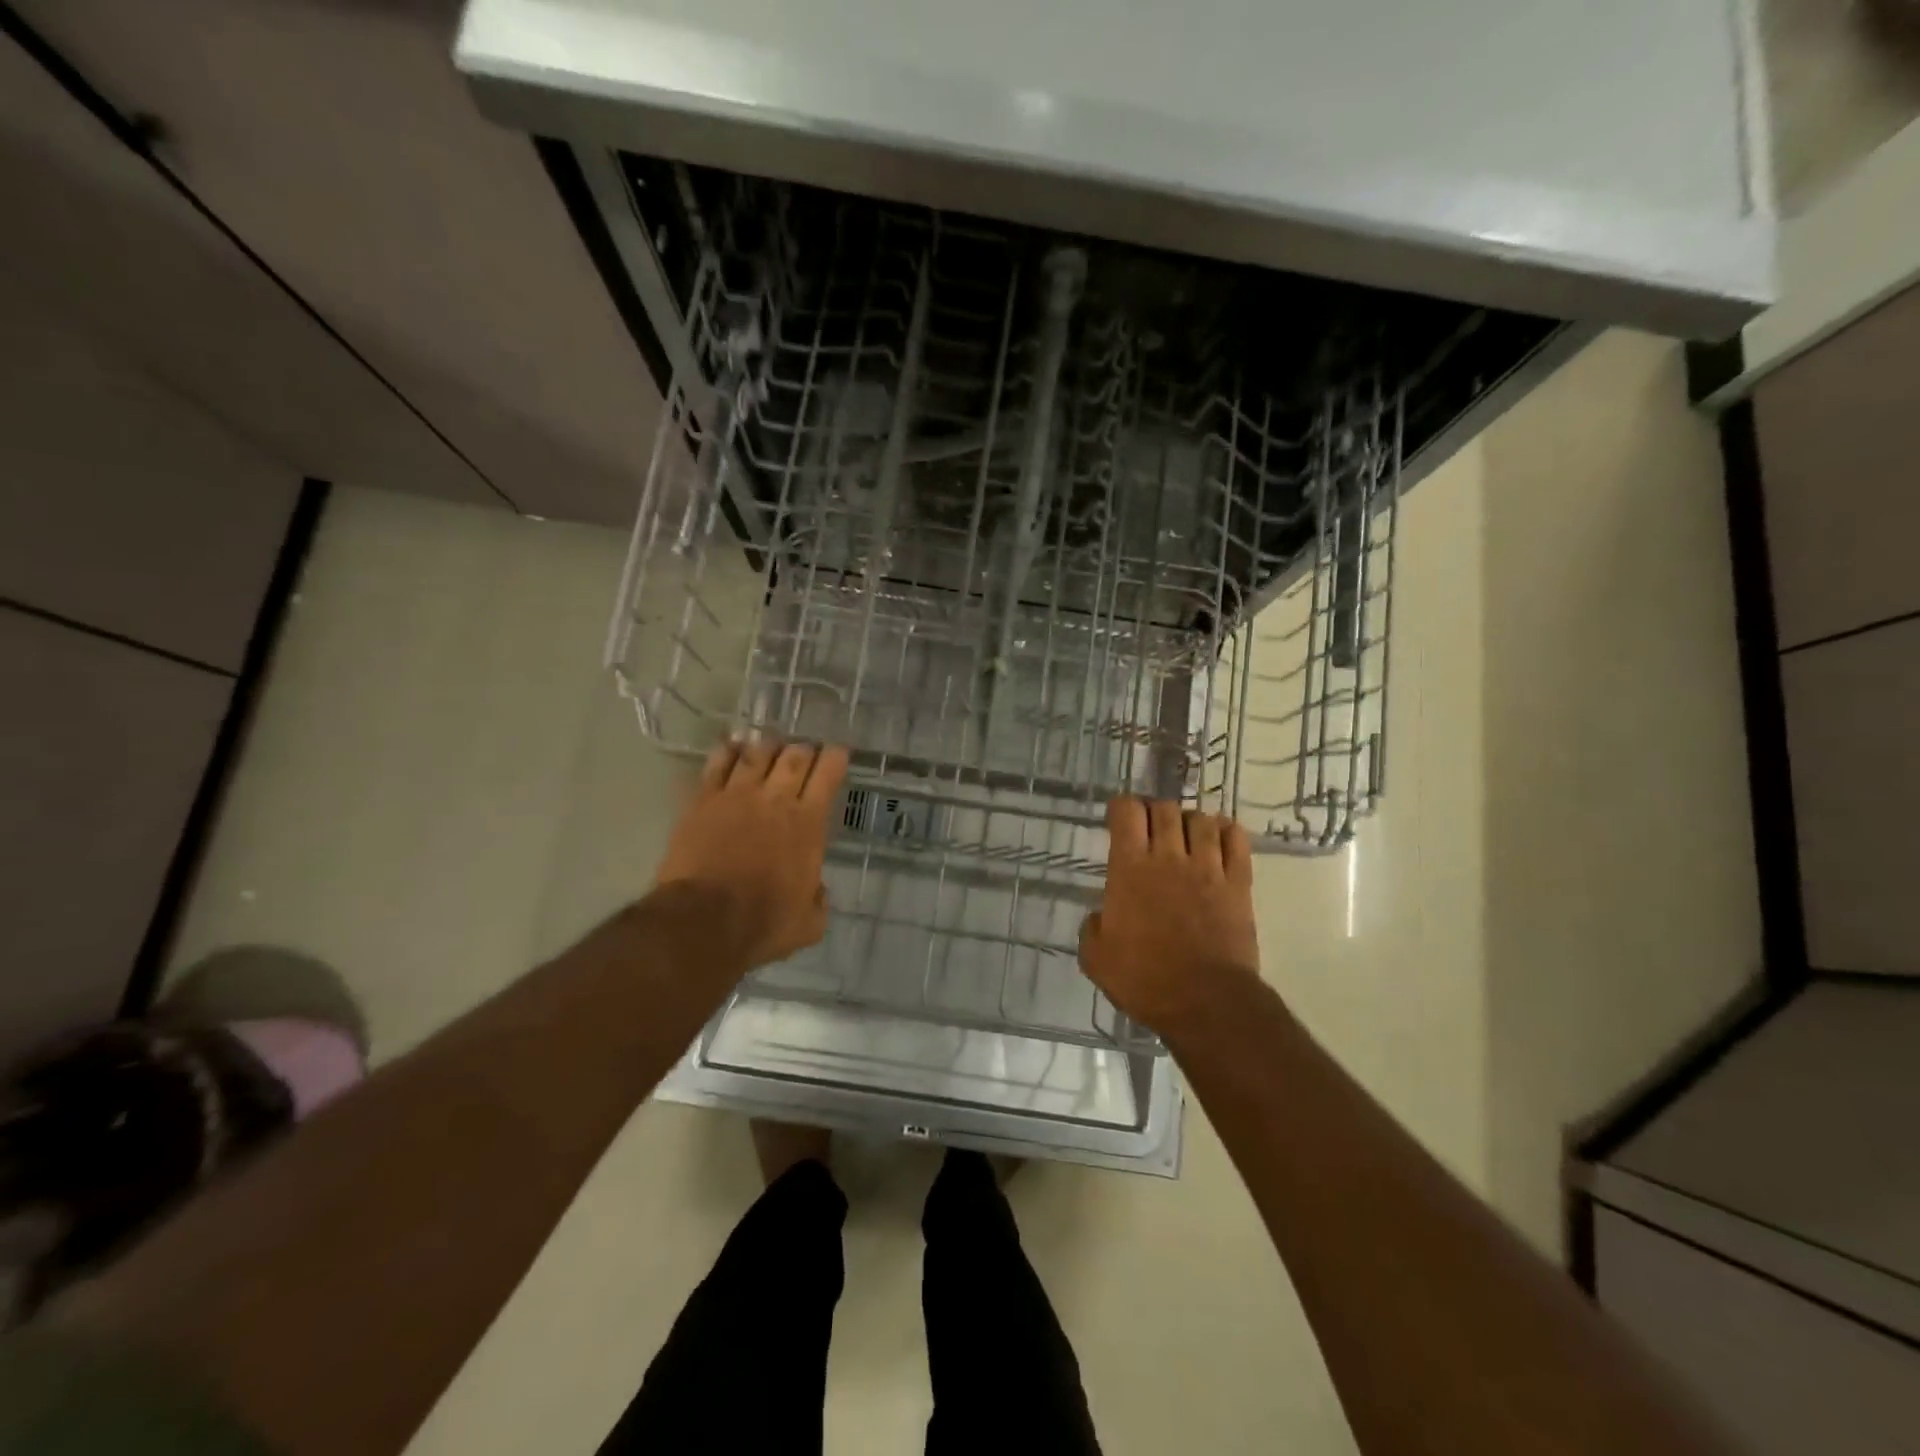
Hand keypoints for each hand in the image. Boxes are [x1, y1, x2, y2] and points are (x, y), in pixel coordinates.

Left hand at [655, 738, 848, 969]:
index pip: (828, 774)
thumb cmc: (763, 924)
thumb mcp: (809, 923)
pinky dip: (728, 750)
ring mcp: (737, 795)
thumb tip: (817, 890)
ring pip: (757, 752)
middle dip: (803, 749)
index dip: (835, 757)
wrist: (703, 921)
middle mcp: (776, 799)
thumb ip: (819, 900)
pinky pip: (717, 763)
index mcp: (809, 823)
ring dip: (768, 747)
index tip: (837, 753)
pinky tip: (733, 747)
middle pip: (794, 756)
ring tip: (770, 748)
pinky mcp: (703, 800)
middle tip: (804, 753)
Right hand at [1079, 798, 1260, 1032]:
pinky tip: (1219, 840)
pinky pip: (1236, 839)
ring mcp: (1208, 867)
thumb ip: (1092, 929)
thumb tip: (1100, 917)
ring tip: (1185, 837)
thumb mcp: (1096, 958)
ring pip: (1201, 819)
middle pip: (1164, 808)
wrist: (1206, 1002)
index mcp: (1130, 868)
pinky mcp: (1239, 883)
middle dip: (1154, 811)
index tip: (1118, 820)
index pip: (1127, 812)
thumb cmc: (1144, 979)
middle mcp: (1169, 857)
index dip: (1121, 808)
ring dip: (1190, 821)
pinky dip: (1226, 831)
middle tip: (1150, 829)